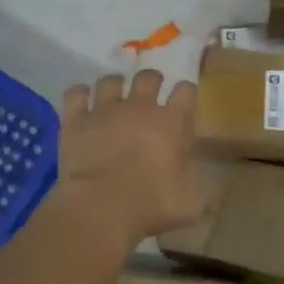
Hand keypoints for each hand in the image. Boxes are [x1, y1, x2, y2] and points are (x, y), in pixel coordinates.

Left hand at [56, 70, 205, 245]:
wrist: (100, 207)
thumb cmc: (151, 204)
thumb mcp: (190, 204)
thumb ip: (201, 189)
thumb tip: (206, 187)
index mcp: (171, 122)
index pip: (186, 91)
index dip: (186, 93)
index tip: (184, 101)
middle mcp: (139, 107)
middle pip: (148, 77)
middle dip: (152, 81)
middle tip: (150, 93)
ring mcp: (105, 110)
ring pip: (110, 80)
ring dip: (115, 84)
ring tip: (115, 94)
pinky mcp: (76, 120)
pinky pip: (76, 94)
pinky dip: (80, 94)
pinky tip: (83, 100)